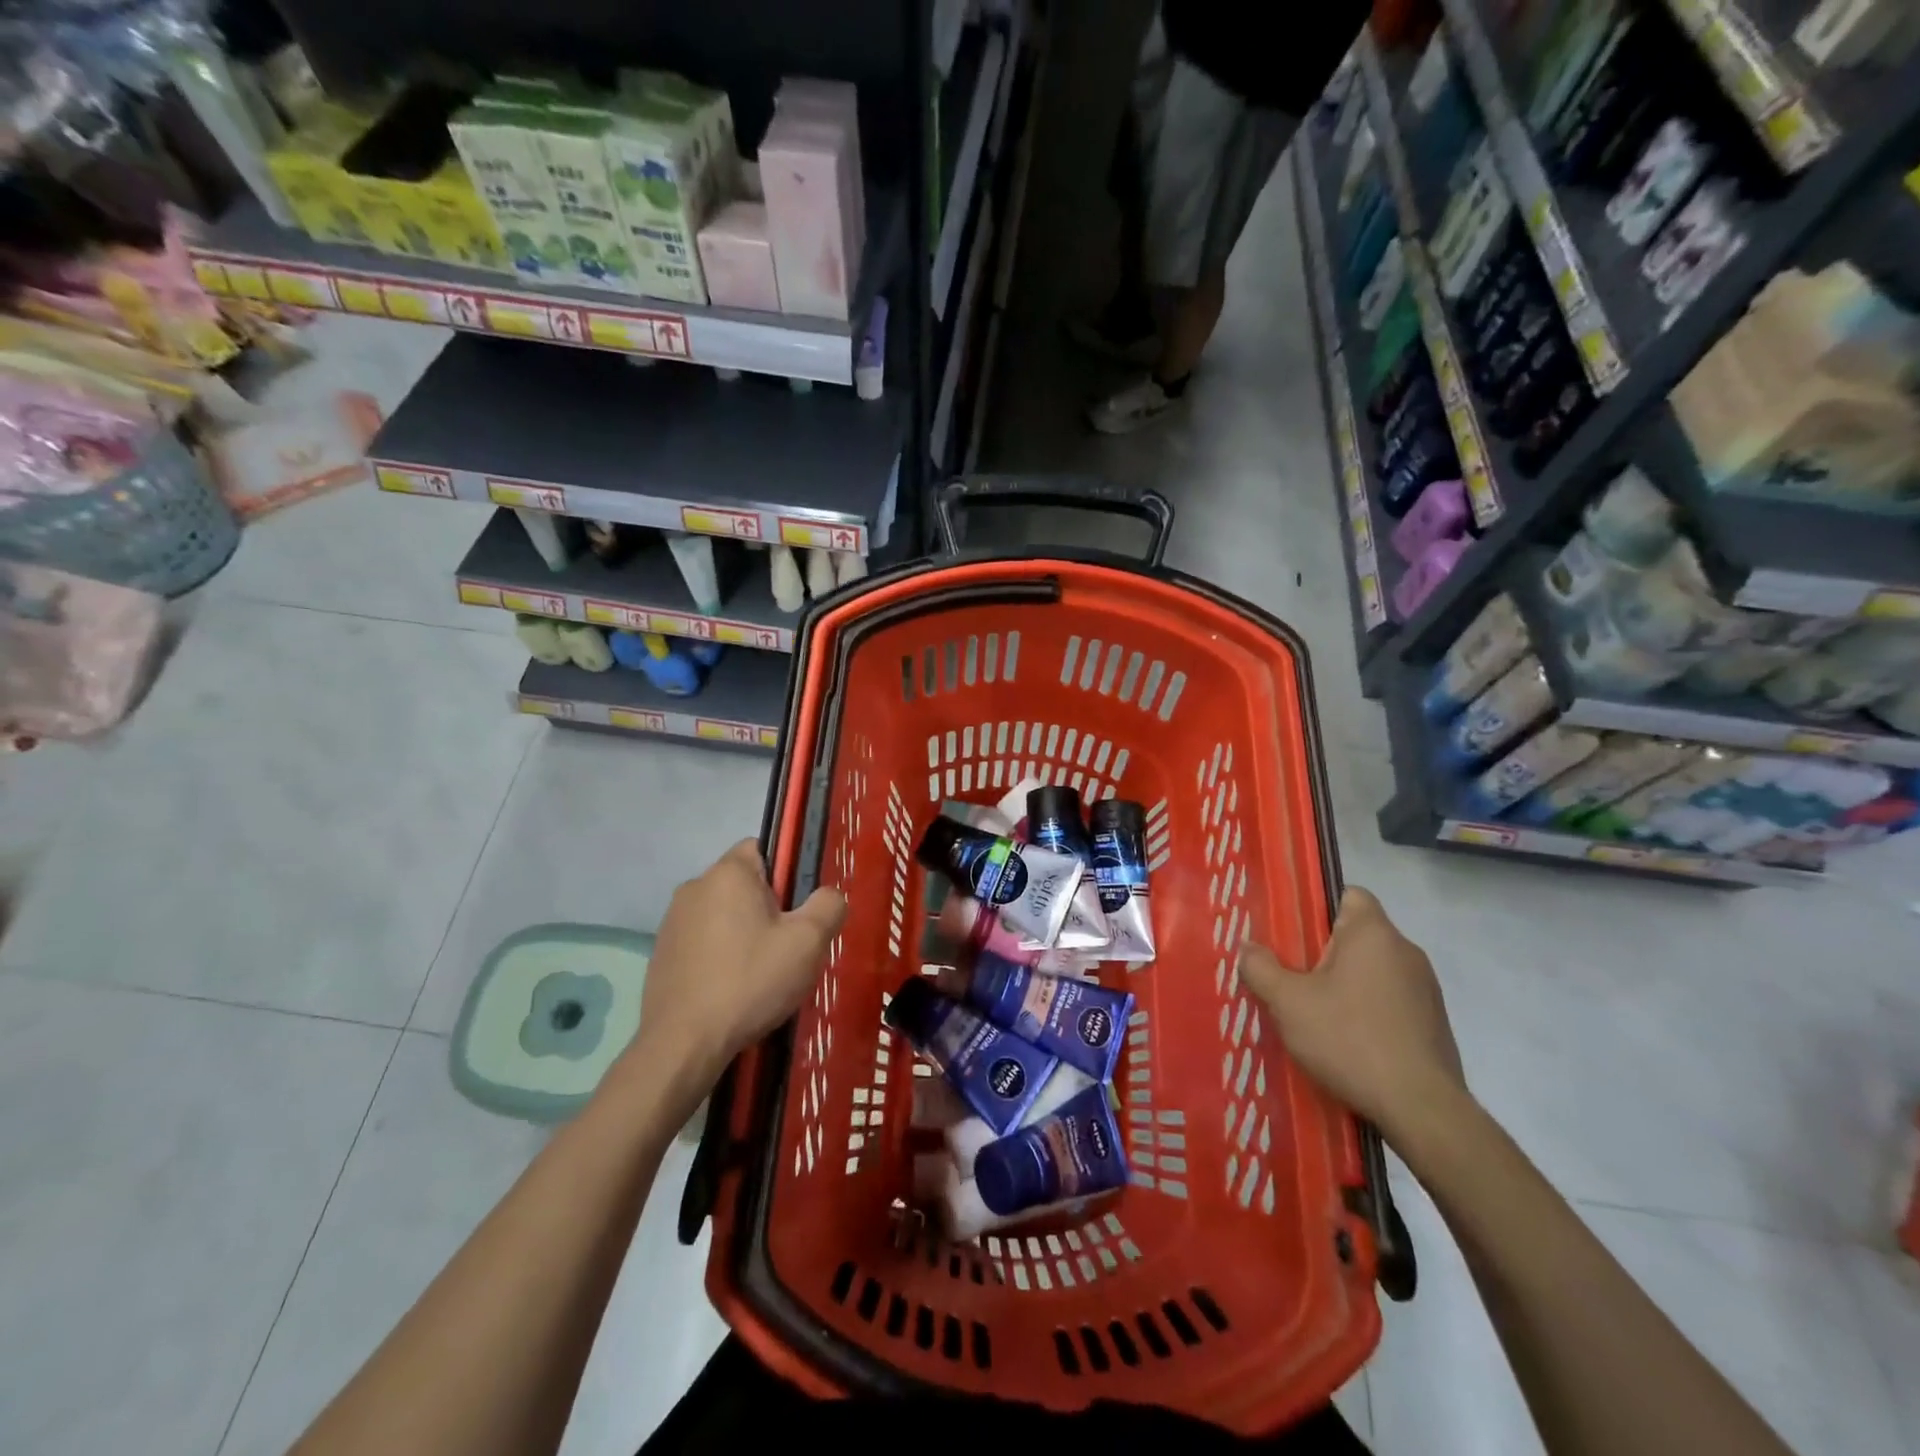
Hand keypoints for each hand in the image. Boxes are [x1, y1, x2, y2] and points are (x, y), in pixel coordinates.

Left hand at [629, 840, 845, 1118]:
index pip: (763, 848)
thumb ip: (828, 905)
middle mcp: (694, 886)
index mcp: (728, 873)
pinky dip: (719, 956)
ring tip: (760, 974)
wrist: (683, 1043)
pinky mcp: (661, 954)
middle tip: (787, 947)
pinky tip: (732, 989)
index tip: (797, 910)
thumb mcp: (808, 942)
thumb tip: (828, 896)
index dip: (787, 873)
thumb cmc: (750, 981)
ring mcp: (672, 921)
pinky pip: (702, 941)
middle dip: (767, 908)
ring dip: (743, 933)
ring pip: (723, 914)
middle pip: (744, 884)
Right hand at [1239, 886, 1465, 1140]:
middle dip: (1323, 953)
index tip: (1293, 934)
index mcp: (1373, 934)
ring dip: (1346, 985)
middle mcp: (1406, 951)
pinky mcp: (1434, 1024)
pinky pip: (1390, 1001)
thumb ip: (1261, 968)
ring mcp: (1426, 989)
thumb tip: (1246, 947)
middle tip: (1290, 977)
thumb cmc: (1350, 1039)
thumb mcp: (1288, 1003)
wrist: (1422, 1109)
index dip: (1318, 907)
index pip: (1349, 894)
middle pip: (1357, 935)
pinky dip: (1368, 1012)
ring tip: (1314, 1014)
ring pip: (1373, 971)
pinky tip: (1346, 1042)